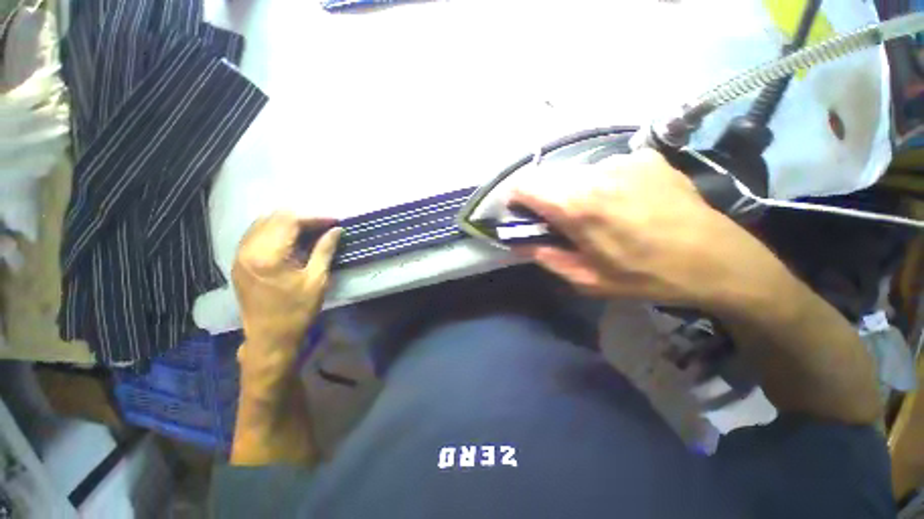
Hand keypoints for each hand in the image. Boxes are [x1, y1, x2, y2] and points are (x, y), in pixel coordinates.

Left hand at [232, 213, 341, 367]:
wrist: (269, 338)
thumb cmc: (297, 311)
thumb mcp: (317, 280)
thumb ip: (325, 250)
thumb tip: (336, 230)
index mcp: (268, 256)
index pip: (290, 221)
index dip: (315, 218)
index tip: (334, 222)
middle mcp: (248, 250)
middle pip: (274, 218)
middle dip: (302, 218)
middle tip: (324, 227)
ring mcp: (239, 255)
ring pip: (262, 223)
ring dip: (288, 223)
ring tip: (310, 232)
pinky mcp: (238, 262)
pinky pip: (255, 234)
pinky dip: (275, 231)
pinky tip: (290, 241)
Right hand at [509, 149, 782, 310]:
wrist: (717, 261)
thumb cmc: (644, 276)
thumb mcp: (586, 279)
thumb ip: (545, 256)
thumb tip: (517, 242)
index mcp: (578, 205)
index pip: (525, 185)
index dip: (515, 198)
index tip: (520, 214)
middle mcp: (597, 173)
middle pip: (549, 177)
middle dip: (544, 199)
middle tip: (559, 222)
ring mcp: (624, 160)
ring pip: (577, 173)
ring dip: (574, 192)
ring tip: (597, 215)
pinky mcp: (646, 157)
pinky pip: (607, 169)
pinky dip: (602, 185)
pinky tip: (625, 203)